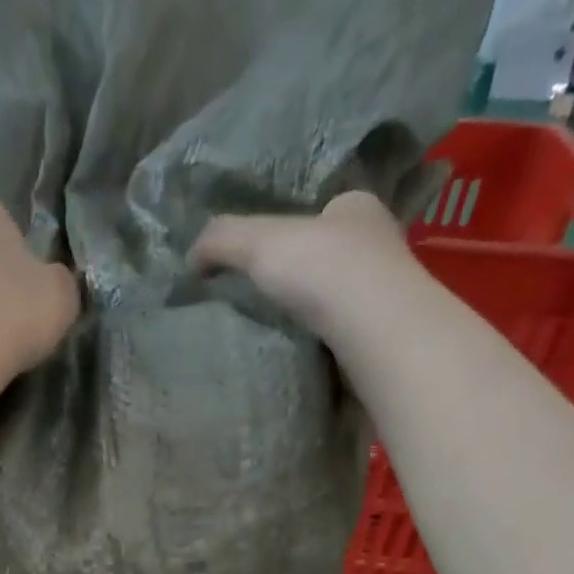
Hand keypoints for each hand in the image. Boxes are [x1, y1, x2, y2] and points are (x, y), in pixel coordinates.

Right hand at [189, 192, 420, 341]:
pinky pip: (342, 347)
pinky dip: (321, 355)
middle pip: (331, 262)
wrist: (374, 333)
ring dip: (312, 323)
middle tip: (263, 306)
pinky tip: (297, 365)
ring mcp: (384, 301)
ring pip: (339, 307)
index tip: (263, 263)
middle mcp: (380, 249)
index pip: (324, 213)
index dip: (294, 232)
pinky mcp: (380, 346)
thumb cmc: (324, 269)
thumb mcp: (259, 241)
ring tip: (274, 341)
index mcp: (358, 209)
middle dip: (302, 282)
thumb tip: (189, 259)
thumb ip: (221, 240)